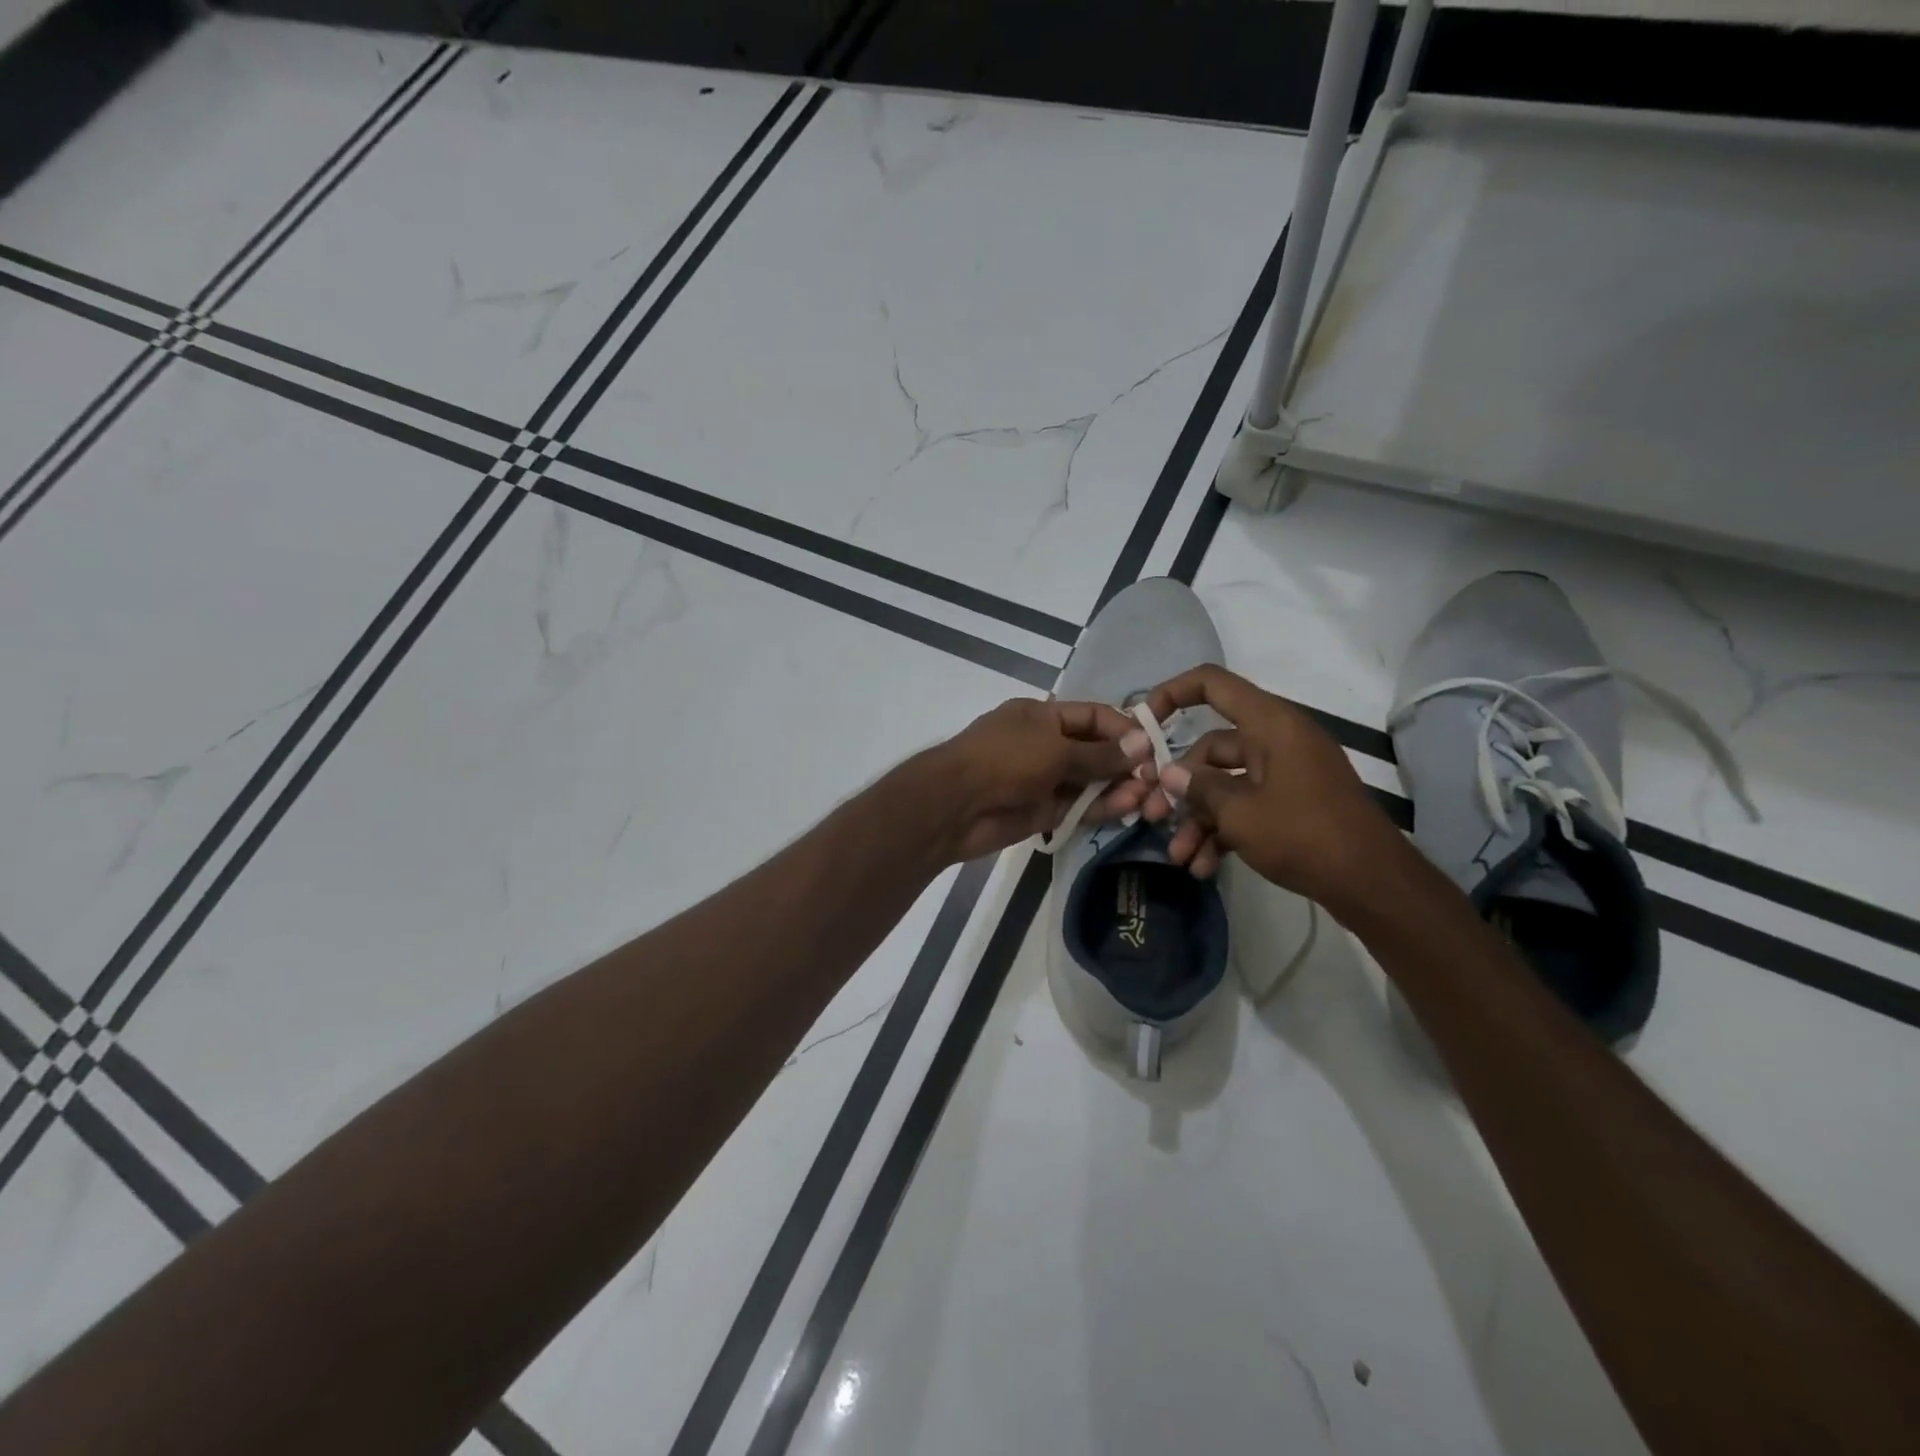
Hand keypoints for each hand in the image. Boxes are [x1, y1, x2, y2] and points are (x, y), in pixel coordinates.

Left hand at [930, 697, 1151, 861]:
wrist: (954, 806)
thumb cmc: (1003, 761)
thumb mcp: (1054, 749)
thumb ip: (1099, 753)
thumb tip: (1142, 743)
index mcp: (1042, 716)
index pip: (1092, 716)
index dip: (1123, 728)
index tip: (1154, 744)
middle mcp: (1045, 744)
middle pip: (1094, 750)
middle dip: (1124, 762)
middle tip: (1157, 777)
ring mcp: (1043, 779)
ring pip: (1089, 781)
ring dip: (1117, 787)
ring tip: (1148, 796)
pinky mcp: (1043, 812)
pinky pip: (1078, 806)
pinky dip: (1101, 807)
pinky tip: (1128, 807)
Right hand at [1138, 666, 1407, 912]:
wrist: (1373, 884)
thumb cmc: (1304, 835)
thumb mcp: (1241, 813)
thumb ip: (1200, 788)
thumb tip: (1170, 774)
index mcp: (1269, 724)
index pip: (1212, 684)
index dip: (1172, 693)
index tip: (1142, 722)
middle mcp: (1277, 740)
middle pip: (1211, 747)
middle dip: (1179, 786)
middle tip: (1152, 816)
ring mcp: (1286, 773)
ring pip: (1225, 784)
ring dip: (1198, 818)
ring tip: (1178, 855)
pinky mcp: (1292, 803)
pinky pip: (1247, 805)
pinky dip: (1224, 830)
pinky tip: (1203, 866)